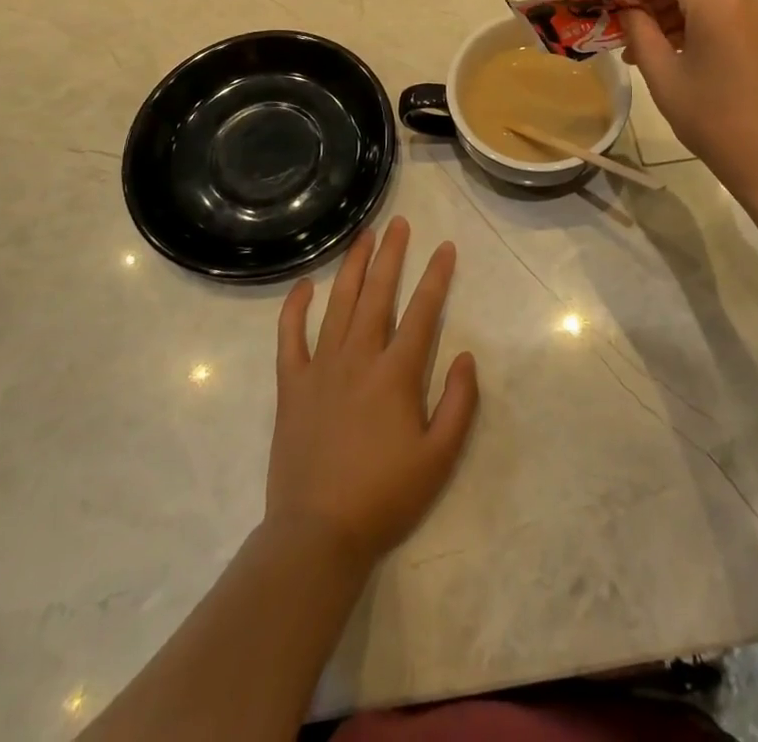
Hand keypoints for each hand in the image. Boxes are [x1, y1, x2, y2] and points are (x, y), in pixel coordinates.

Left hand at [267, 217, 478, 566]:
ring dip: (352, 266)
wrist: (317, 535)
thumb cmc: (384, 497)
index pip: (422, 312)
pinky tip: (304, 285)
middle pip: (377, 294)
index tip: (445, 247)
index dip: (436, 277)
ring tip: (364, 236)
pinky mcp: (292, 385)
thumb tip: (467, 356)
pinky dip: (295, 308)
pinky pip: (290, 337)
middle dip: (391, 255)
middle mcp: (358, 358)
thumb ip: (459, 403)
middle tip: (400, 223)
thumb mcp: (440, 457)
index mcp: (396, 374)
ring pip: (338, 304)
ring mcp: (321, 368)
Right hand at [621, 0, 757, 198]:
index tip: (625, 14)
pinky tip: (684, 58)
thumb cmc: (715, 122)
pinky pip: (728, 10)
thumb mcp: (664, 77)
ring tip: (653, 55)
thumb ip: (641, 33)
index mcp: (720, 0)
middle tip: (631, 40)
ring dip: (675, 13)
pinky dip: (699, 23)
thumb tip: (631, 12)